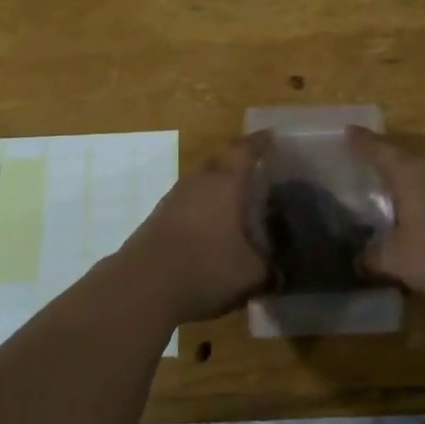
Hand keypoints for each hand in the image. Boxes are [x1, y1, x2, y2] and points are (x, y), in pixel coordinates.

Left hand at [110, 139, 269, 324]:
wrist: (142, 288)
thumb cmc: (206, 268)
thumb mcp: (252, 274)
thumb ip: (272, 269)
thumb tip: (282, 272)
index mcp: (225, 183)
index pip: (245, 151)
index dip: (260, 143)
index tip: (272, 135)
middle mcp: (198, 182)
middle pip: (220, 162)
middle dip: (239, 164)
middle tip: (260, 172)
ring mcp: (173, 199)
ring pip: (202, 183)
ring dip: (219, 189)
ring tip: (238, 202)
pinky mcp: (158, 219)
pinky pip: (188, 204)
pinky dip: (203, 209)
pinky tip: (212, 229)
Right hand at [351, 130, 424, 303]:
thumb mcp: (396, 260)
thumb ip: (373, 257)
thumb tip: (361, 259)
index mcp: (409, 172)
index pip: (378, 150)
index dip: (361, 142)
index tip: (349, 131)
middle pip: (407, 158)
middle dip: (391, 164)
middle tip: (374, 171)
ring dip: (420, 184)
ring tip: (407, 199)